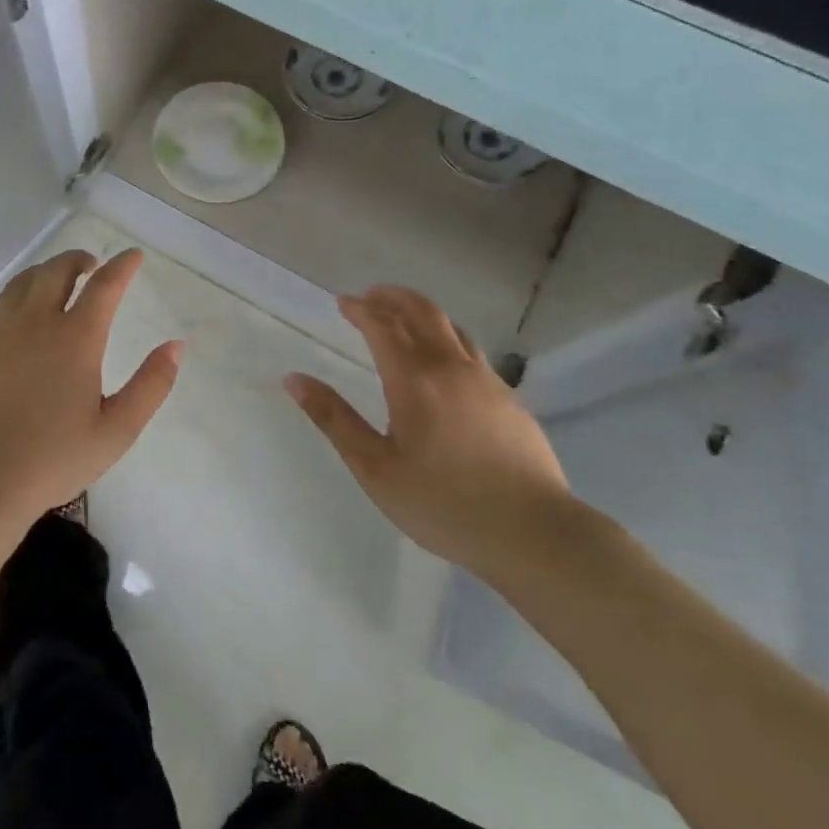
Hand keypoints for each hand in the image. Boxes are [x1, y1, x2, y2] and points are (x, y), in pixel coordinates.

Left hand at [0, 249, 182, 536]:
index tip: (133, 255)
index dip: (122, 266)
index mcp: (76, 339)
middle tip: (89, 265)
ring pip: (18, 285)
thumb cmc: (56, 458)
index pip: (105, 287)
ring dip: (39, 274)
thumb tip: (175, 346)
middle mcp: (35, 323)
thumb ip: (151, 385)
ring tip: (50, 280)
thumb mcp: (117, 430)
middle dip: (77, 260)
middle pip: (56, 272)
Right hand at [285, 286, 575, 580]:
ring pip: (452, 328)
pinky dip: (447, 338)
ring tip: (403, 317)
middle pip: (422, 313)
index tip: (342, 303)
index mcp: (414, 380)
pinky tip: (443, 362)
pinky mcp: (510, 399)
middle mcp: (451, 368)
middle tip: (371, 295)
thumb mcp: (374, 468)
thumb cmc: (443, 504)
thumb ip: (334, 419)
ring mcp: (487, 381)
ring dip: (422, 313)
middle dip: (393, 298)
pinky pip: (472, 351)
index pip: (382, 326)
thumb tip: (294, 379)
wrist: (534, 533)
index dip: (360, 309)